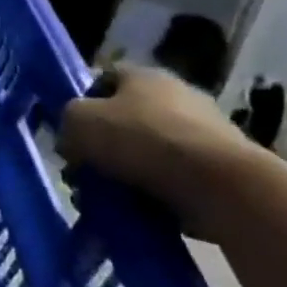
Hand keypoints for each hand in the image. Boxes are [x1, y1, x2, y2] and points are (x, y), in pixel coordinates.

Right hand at [56, 64, 253, 216]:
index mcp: (144, 76)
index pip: (102, 80)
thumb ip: (66, 124)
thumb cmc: (140, 140)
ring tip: (105, 200)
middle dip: (101, 147)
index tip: (70, 131)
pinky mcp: (220, 170)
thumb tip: (74, 142)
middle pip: (123, 120)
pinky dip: (152, 194)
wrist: (219, 185)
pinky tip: (136, 210)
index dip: (81, 103)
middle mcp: (177, 96)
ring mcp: (203, 134)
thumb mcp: (77, 122)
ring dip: (123, 175)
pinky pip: (171, 180)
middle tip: (82, 172)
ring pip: (145, 154)